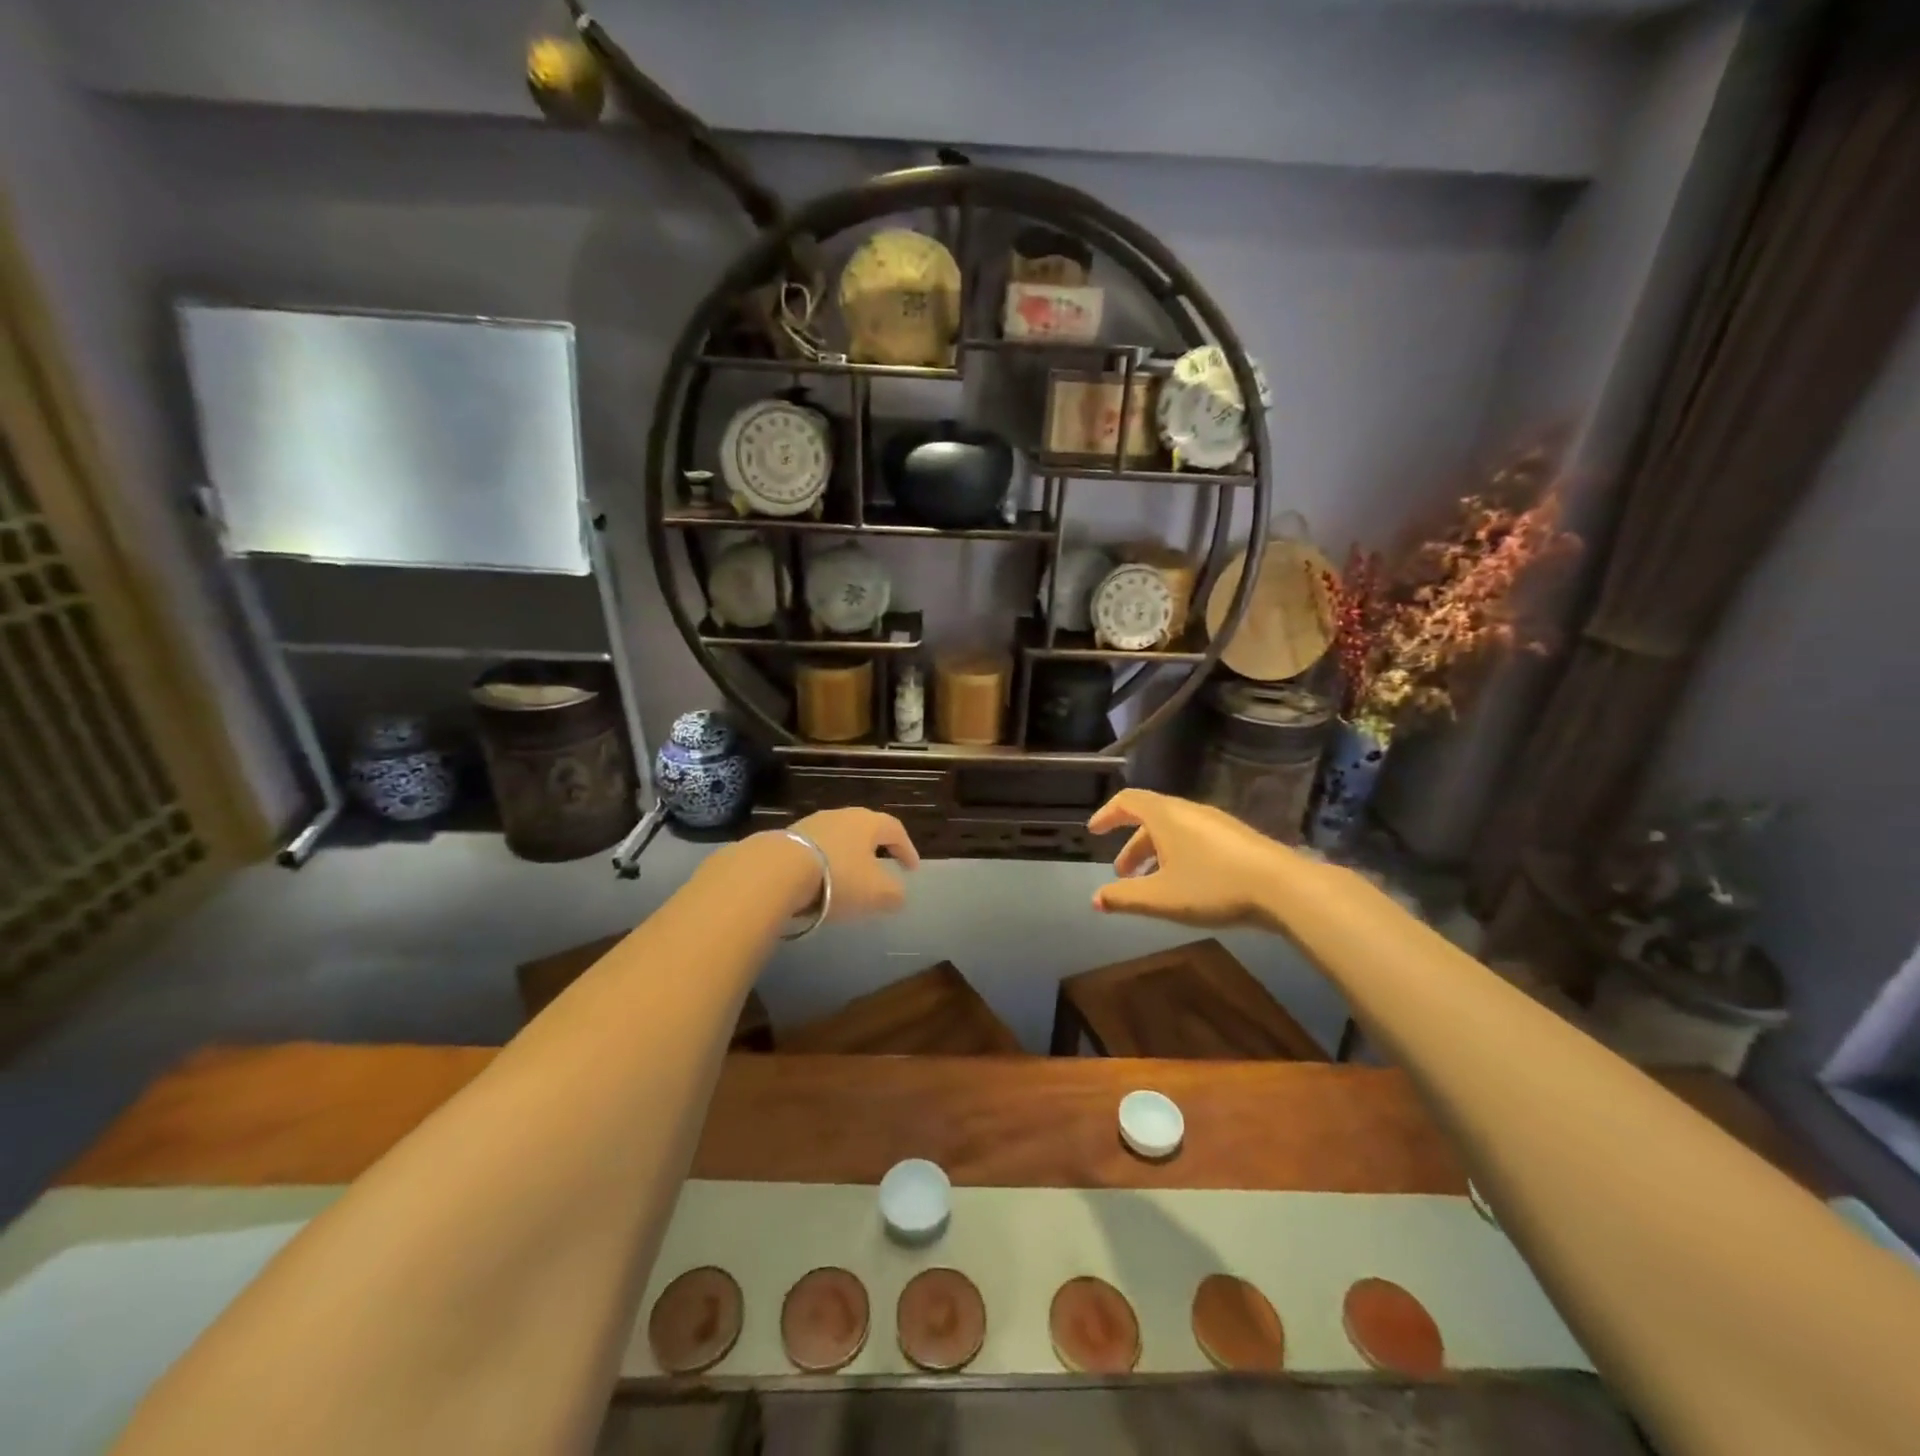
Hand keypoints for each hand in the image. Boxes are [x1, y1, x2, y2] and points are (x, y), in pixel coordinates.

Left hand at [783, 808, 921, 921]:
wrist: (777, 871)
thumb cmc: (838, 877)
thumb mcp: (877, 893)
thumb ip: (894, 894)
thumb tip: (899, 895)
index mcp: (868, 822)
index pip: (895, 829)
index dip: (907, 849)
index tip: (912, 869)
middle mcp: (841, 816)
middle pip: (865, 829)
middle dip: (875, 849)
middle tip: (882, 867)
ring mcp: (811, 824)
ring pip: (838, 838)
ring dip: (847, 856)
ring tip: (849, 877)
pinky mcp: (787, 838)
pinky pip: (815, 849)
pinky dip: (823, 863)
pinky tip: (819, 882)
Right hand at [1087, 789, 1293, 928]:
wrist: (1283, 887)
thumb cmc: (1212, 886)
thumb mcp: (1161, 897)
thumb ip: (1124, 898)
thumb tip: (1095, 899)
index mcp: (1165, 815)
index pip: (1127, 801)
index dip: (1107, 815)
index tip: (1094, 832)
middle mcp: (1188, 810)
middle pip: (1150, 818)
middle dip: (1131, 845)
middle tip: (1121, 875)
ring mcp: (1216, 822)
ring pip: (1174, 829)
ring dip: (1155, 852)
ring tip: (1152, 883)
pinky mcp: (1236, 837)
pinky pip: (1194, 837)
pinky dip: (1177, 853)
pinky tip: (1186, 883)